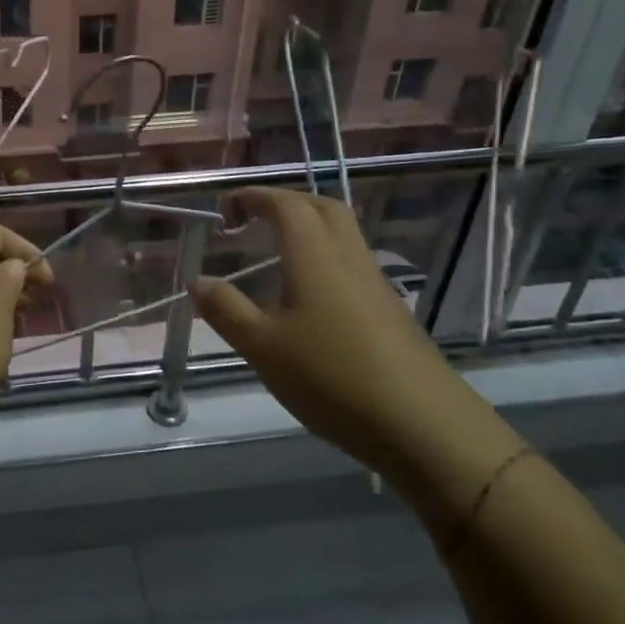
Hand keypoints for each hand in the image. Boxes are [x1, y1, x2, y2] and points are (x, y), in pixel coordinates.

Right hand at [192, 187, 478, 475]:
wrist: (426, 426)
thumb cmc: (333, 378)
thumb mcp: (263, 348)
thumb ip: (226, 310)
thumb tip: (198, 280)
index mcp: (315, 256)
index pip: (285, 204)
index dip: (253, 197)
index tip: (224, 210)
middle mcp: (348, 258)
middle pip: (321, 208)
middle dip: (283, 204)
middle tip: (252, 221)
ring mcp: (375, 284)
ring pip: (342, 235)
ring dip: (307, 229)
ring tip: (274, 256)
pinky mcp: (390, 311)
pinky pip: (352, 264)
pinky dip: (323, 259)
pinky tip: (308, 299)